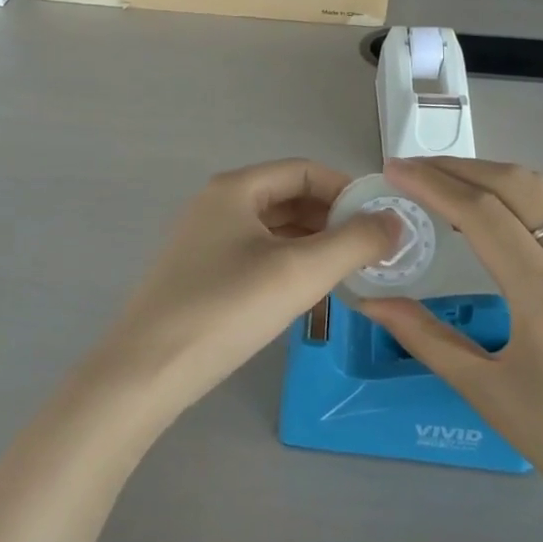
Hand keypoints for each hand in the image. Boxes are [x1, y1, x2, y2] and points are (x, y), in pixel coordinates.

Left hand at [92, 160, 399, 423]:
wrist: (146, 371)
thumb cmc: (226, 309)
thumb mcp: (299, 272)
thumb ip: (354, 242)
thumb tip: (396, 220)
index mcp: (235, 188)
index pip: (305, 170)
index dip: (347, 190)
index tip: (383, 221)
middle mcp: (218, 204)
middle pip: (289, 196)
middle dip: (334, 218)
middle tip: (373, 251)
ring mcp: (206, 239)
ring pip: (274, 229)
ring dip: (314, 243)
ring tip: (350, 272)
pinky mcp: (202, 273)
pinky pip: (257, 254)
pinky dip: (289, 264)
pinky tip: (309, 291)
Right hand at [358, 157, 542, 541]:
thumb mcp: (493, 398)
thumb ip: (428, 339)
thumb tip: (371, 303)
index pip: (482, 214)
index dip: (432, 183)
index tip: (392, 169)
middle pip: (517, 186)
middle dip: (459, 167)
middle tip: (412, 168)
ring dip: (491, 175)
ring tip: (444, 181)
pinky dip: (519, 199)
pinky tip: (492, 217)